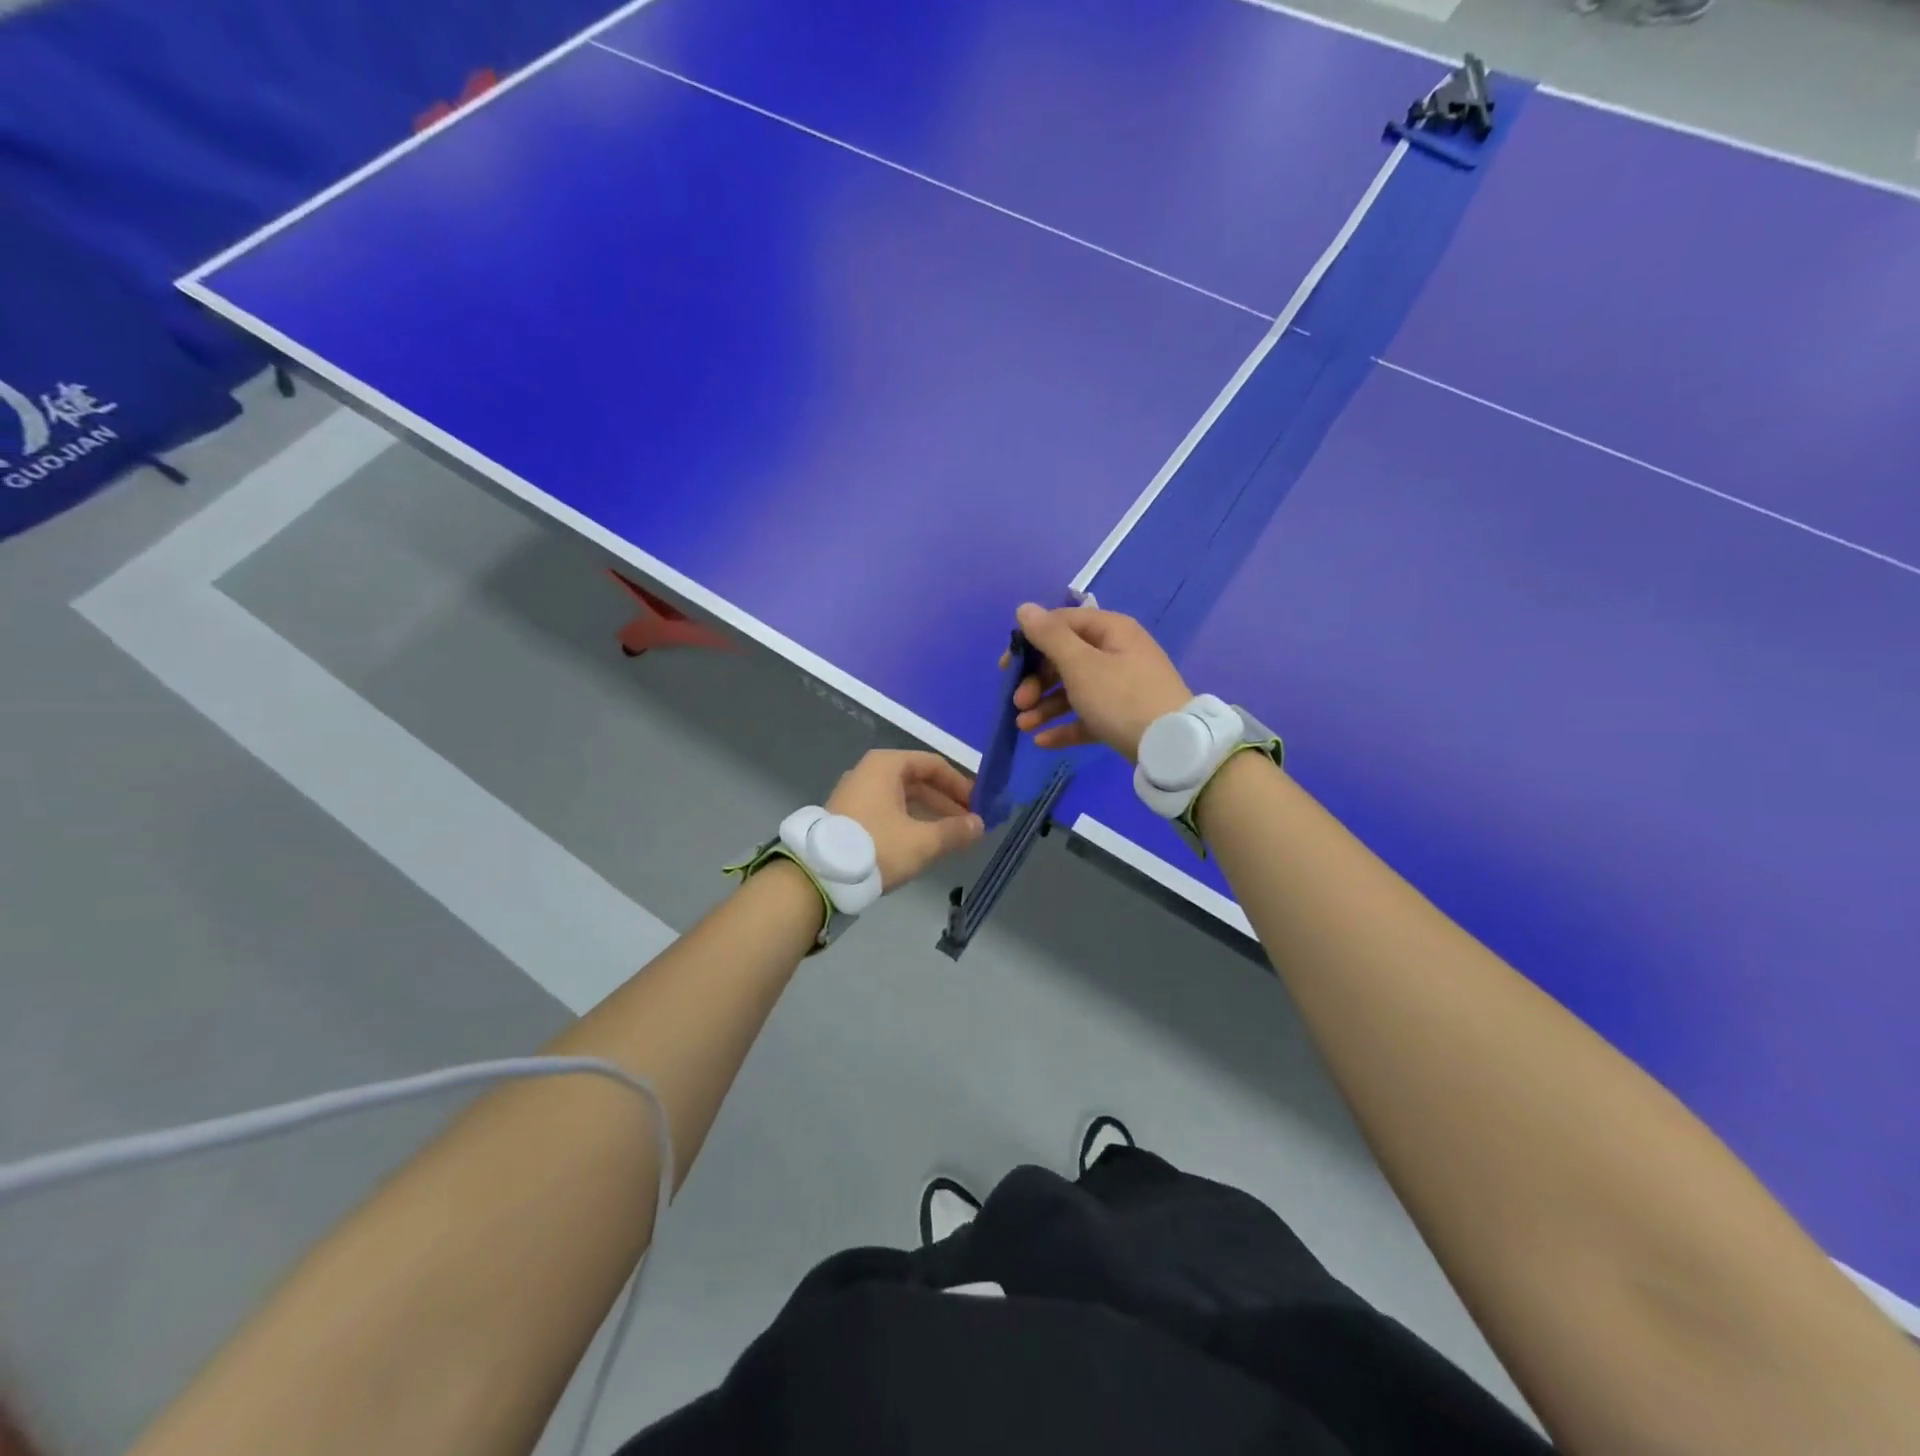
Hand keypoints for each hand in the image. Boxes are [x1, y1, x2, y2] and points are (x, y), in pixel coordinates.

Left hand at [825, 750, 984, 889]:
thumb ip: (954, 831)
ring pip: (903, 798)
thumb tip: (979, 825)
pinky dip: (910, 822)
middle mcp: (870, 772)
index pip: (934, 765)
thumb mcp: (922, 841)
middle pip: (918, 781)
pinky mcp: (849, 816)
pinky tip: (924, 842)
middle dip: (947, 802)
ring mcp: (856, 793)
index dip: (960, 785)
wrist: (819, 876)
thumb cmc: (876, 847)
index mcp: (887, 765)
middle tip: (969, 824)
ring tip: (952, 836)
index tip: (979, 805)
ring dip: (930, 814)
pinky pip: (888, 810)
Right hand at [1006, 603, 1191, 761]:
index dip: (1030, 642)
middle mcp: (1117, 653)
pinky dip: (1065, 726)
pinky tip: (1041, 742)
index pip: (1062, 624)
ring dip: (1044, 706)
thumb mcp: (1081, 664)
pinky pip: (1087, 717)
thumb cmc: (1121, 698)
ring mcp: (1122, 687)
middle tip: (1018, 702)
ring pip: (1074, 690)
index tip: (1006, 666)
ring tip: (1023, 726)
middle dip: (1036, 681)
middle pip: (1066, 659)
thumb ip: (1050, 636)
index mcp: (1111, 631)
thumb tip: (1025, 608)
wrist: (1172, 747)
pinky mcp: (1123, 718)